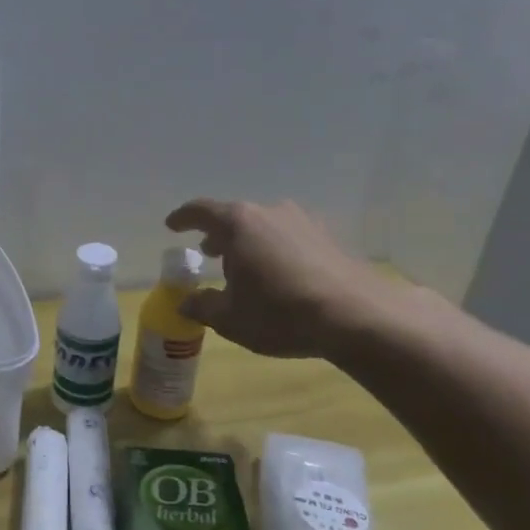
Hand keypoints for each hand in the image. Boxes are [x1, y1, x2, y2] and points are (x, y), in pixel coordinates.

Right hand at [164, 199, 400, 359]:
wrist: (357, 316)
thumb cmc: (280, 313)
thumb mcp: (230, 318)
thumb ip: (203, 306)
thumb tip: (186, 302)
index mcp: (238, 223)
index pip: (200, 211)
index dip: (182, 218)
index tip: (172, 226)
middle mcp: (270, 212)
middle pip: (235, 217)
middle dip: (218, 235)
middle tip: (209, 254)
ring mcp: (304, 221)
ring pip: (265, 226)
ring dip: (249, 243)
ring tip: (245, 268)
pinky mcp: (329, 237)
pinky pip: (290, 237)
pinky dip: (276, 250)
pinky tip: (280, 275)